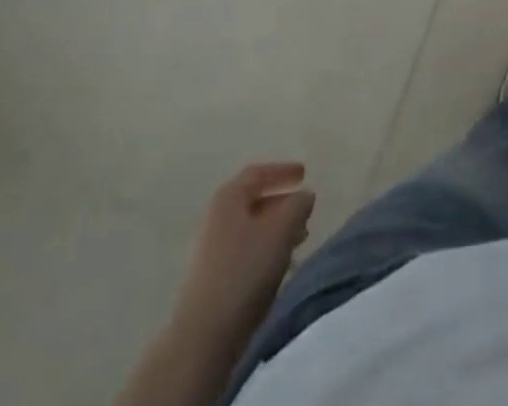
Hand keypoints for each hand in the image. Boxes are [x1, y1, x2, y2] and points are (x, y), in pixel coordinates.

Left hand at [174, 162, 316, 349]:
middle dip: (282, 203)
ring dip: (276, 229)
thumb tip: (305, 195)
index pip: (258, 173)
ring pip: (251, 228)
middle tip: (304, 209)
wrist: (203, 337)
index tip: (304, 173)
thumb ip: (298, 206)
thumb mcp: (281, 231)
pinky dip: (266, 250)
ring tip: (299, 239)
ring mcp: (212, 250)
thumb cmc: (245, 272)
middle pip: (254, 200)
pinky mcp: (213, 278)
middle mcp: (217, 218)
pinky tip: (280, 265)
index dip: (282, 171)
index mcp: (229, 198)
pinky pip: (246, 251)